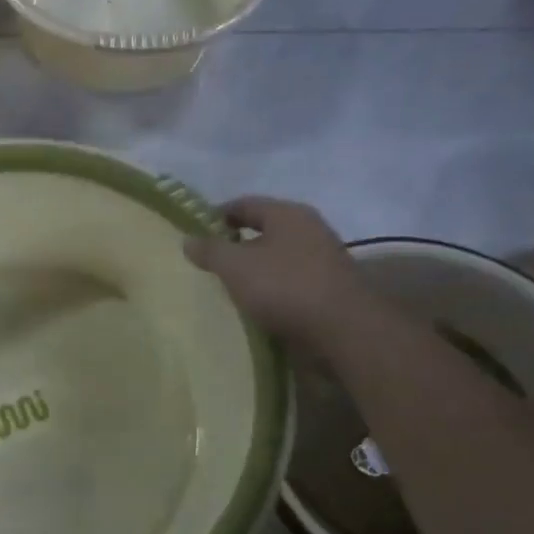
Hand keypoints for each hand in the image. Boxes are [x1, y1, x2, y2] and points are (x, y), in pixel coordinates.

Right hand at [184, 197, 370, 345]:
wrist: (345, 330)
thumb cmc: (284, 286)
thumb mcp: (235, 266)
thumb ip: (210, 250)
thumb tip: (188, 239)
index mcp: (287, 213)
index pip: (244, 204)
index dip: (216, 216)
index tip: (195, 234)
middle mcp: (310, 228)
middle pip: (264, 229)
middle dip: (237, 244)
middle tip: (211, 262)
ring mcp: (325, 258)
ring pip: (279, 256)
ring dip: (256, 268)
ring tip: (232, 286)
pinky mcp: (331, 288)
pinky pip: (292, 280)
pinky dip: (274, 288)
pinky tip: (259, 305)